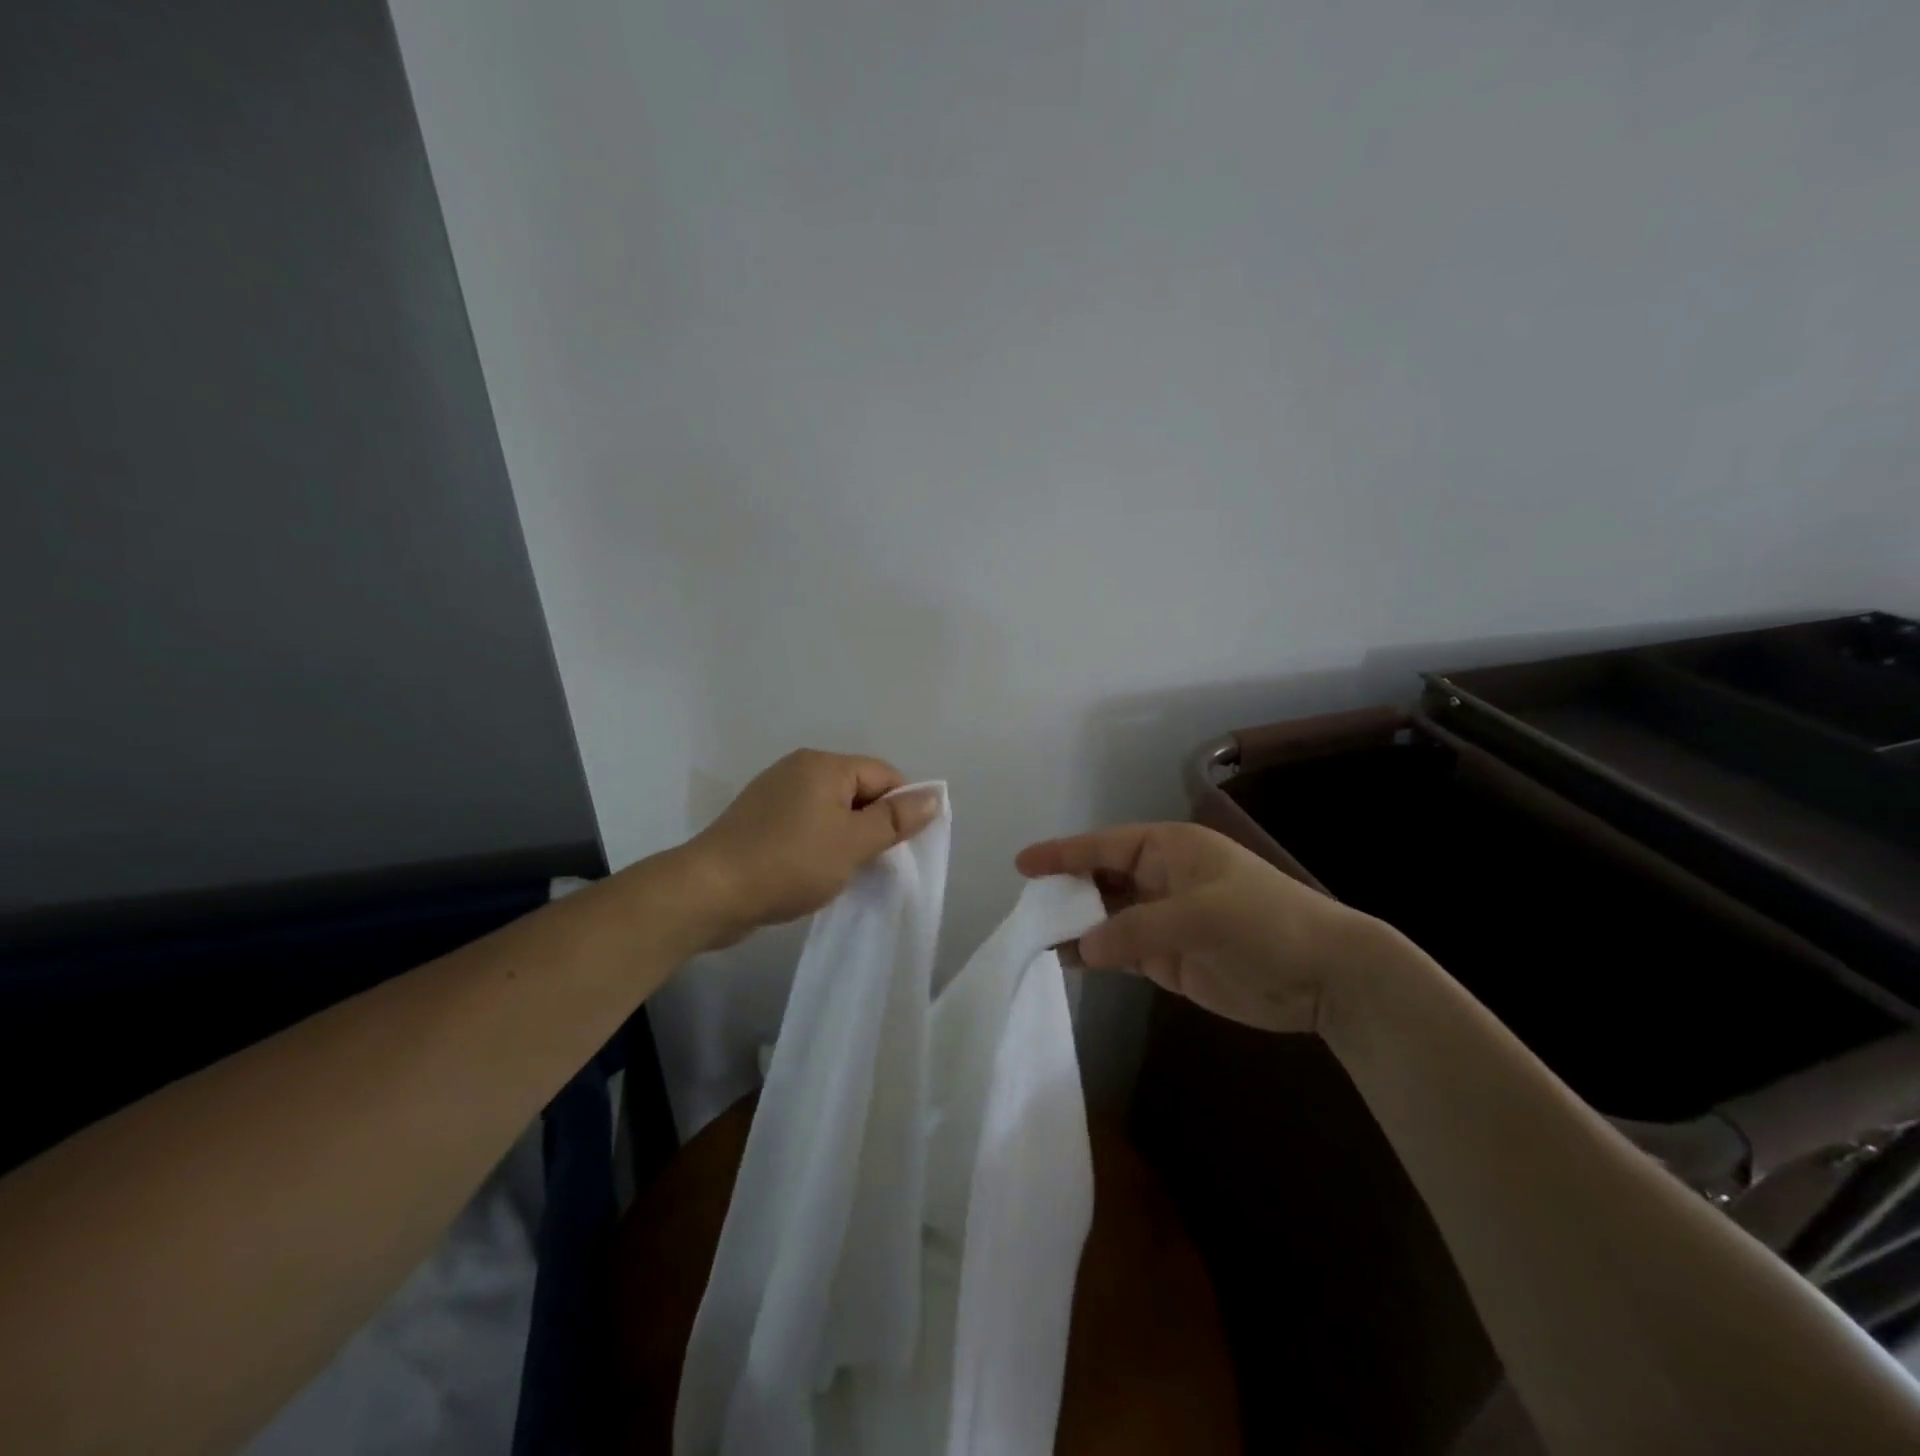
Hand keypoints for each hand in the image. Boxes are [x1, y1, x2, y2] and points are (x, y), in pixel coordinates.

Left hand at [678, 750, 941, 949]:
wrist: (709, 892)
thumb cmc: (789, 863)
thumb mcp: (853, 843)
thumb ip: (895, 820)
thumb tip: (934, 796)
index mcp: (824, 765)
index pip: (884, 775)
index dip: (900, 808)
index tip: (900, 848)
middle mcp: (799, 769)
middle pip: (858, 790)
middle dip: (872, 825)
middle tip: (873, 864)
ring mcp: (775, 794)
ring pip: (832, 810)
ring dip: (846, 838)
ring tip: (844, 872)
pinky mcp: (759, 820)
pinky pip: (805, 824)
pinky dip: (819, 844)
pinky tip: (813, 872)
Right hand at [1016, 822, 1387, 1033]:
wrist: (1325, 977)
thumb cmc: (1265, 924)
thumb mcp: (1200, 916)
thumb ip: (1136, 929)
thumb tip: (1081, 947)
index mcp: (1169, 850)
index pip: (1105, 846)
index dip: (1063, 853)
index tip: (1022, 864)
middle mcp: (1160, 879)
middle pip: (1099, 880)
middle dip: (1064, 891)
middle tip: (1024, 909)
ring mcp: (1162, 920)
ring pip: (1105, 917)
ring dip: (1074, 926)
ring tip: (1033, 937)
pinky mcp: (1167, 958)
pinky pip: (1119, 950)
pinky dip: (1093, 954)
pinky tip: (1065, 960)